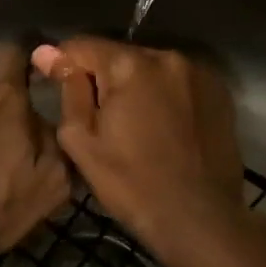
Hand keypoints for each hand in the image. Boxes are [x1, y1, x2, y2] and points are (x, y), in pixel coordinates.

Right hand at [33, 38, 251, 266]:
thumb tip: (46, 52)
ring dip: (136, 87)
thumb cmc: (131, 183)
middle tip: (101, 120)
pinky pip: (177, 82)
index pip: (82, 46)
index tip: (60, 91)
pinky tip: (164, 128)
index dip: (64, 66)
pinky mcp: (219, 92)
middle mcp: (167, 56)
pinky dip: (165, 96)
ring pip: (149, 68)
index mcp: (129, 65)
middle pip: (119, 56)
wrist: (199, 220)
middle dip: (104, 79)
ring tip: (135, 127)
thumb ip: (67, 89)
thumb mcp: (81, 140)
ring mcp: (199, 72)